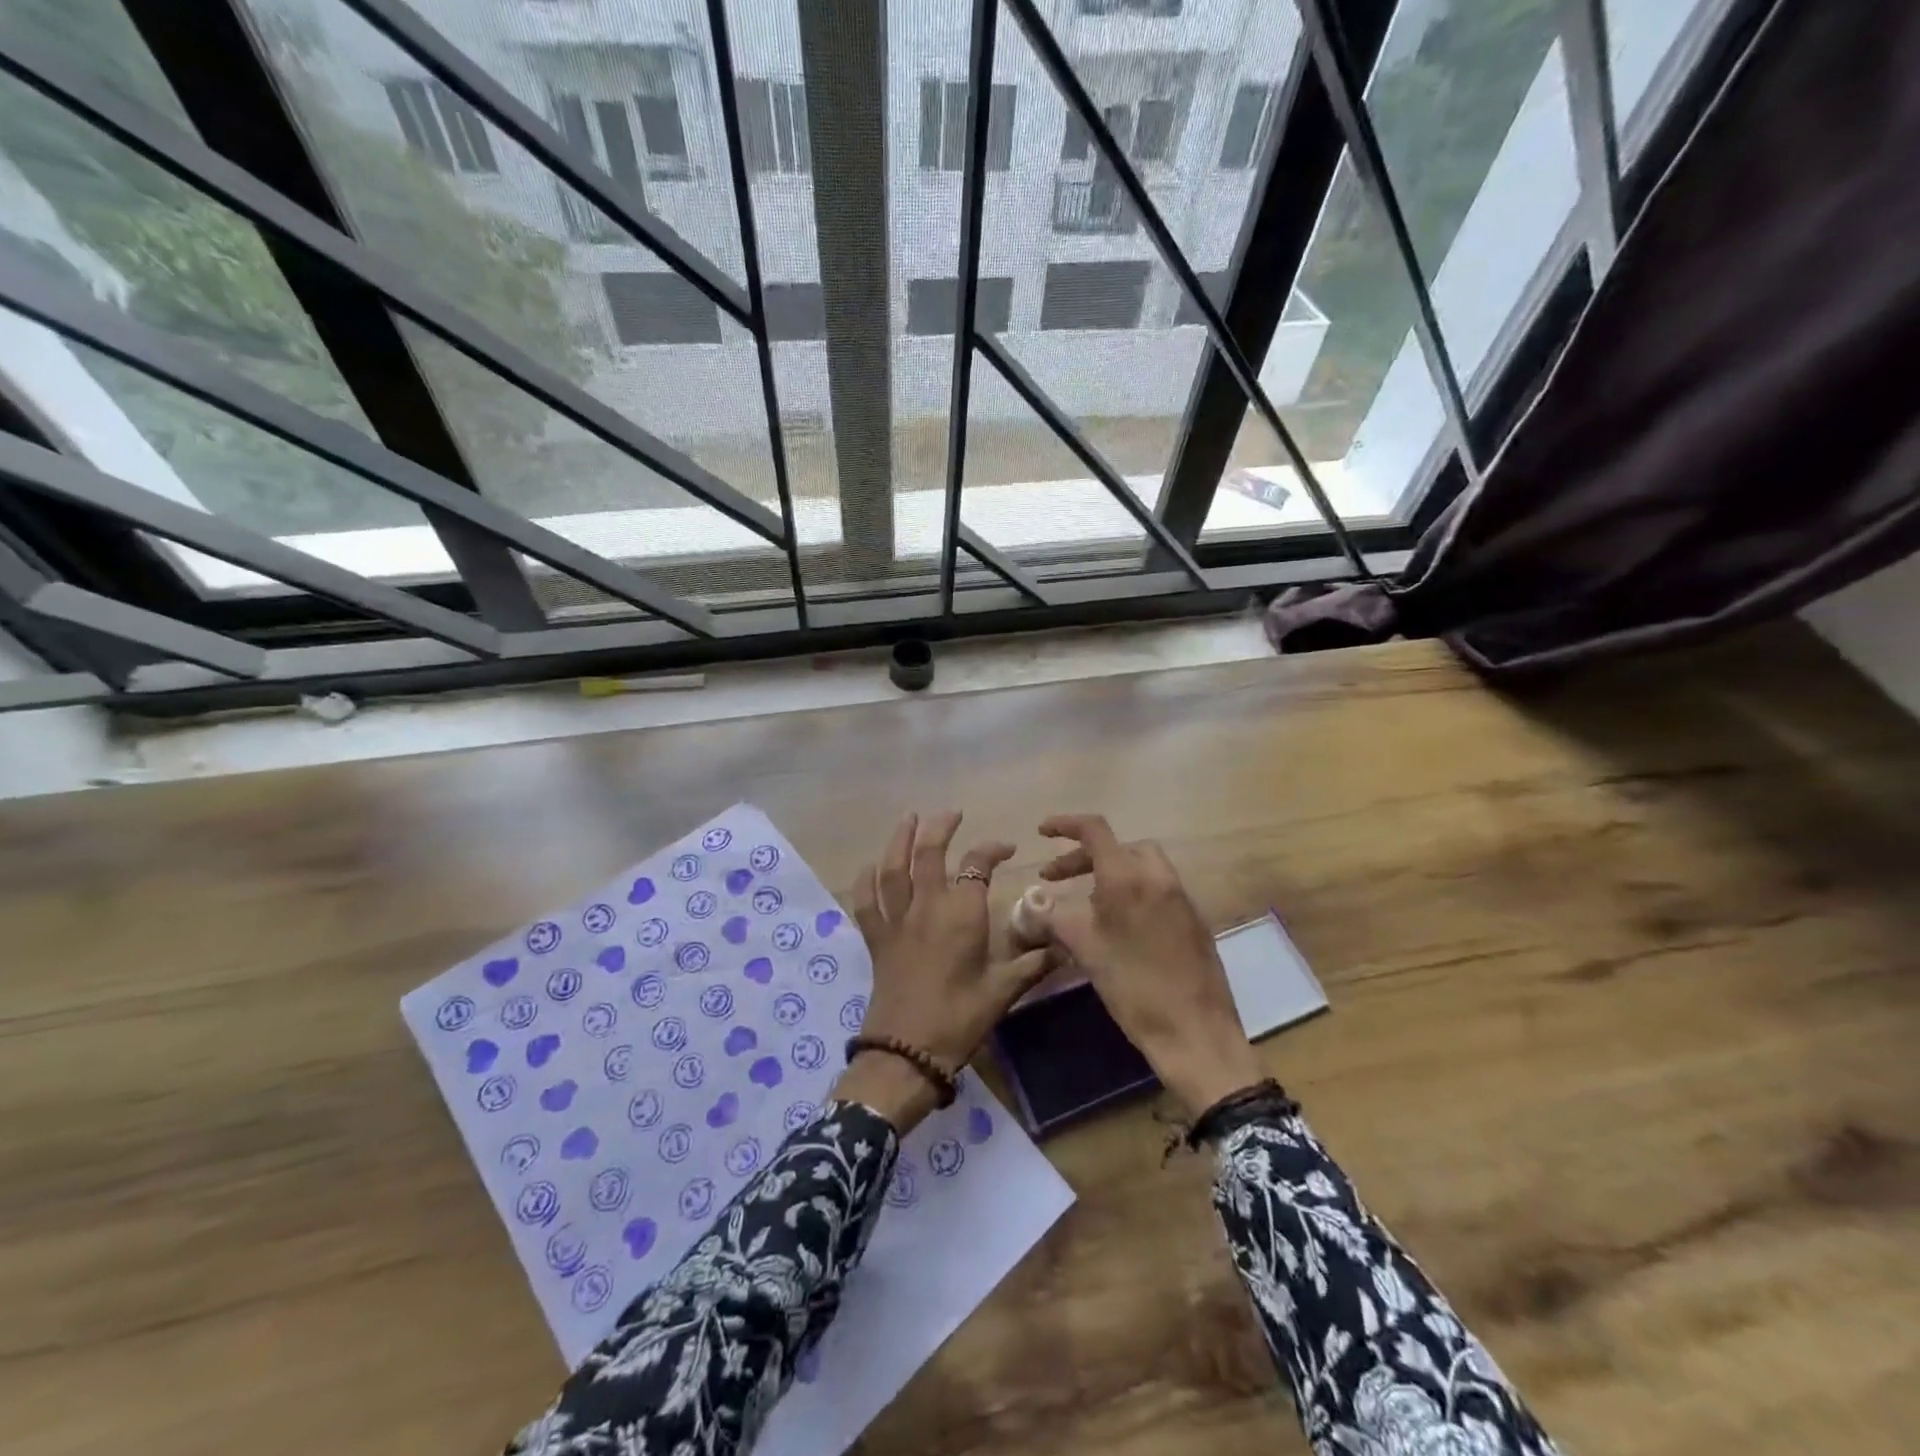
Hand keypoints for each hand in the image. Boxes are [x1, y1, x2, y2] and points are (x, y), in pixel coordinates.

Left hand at [835, 811, 1050, 1131]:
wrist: (907, 1051)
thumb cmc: (960, 1018)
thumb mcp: (1004, 990)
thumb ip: (1034, 963)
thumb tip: (1067, 945)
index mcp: (962, 915)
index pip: (977, 866)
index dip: (991, 850)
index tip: (1006, 849)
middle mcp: (927, 907)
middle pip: (929, 854)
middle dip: (940, 828)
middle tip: (951, 814)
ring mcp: (897, 921)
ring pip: (892, 869)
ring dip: (899, 840)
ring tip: (907, 818)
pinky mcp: (876, 939)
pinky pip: (865, 902)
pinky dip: (864, 881)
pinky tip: (868, 867)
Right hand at [1037, 813, 1264, 1118]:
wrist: (1195, 1033)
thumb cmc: (1134, 987)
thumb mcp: (1085, 949)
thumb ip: (1053, 917)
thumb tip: (1028, 902)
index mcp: (1128, 878)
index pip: (1095, 831)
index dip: (1065, 825)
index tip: (1042, 831)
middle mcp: (1158, 877)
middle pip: (1119, 847)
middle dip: (1084, 856)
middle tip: (1057, 878)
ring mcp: (1180, 898)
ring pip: (1140, 866)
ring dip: (1109, 873)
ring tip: (1085, 902)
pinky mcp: (1193, 919)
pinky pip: (1156, 888)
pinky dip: (1131, 890)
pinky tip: (1117, 925)